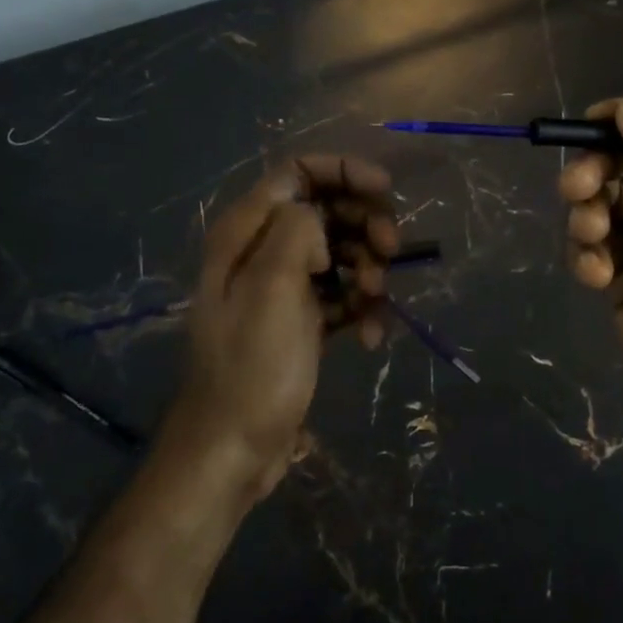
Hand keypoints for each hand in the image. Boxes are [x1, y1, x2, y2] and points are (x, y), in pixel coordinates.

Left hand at [175, 155, 398, 497]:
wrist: (233, 451)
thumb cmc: (251, 368)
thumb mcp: (271, 289)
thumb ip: (296, 231)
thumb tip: (319, 221)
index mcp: (246, 231)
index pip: (297, 172)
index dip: (343, 171)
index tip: (384, 189)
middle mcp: (264, 249)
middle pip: (327, 209)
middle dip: (365, 224)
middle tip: (390, 252)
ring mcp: (284, 285)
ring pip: (341, 251)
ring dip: (368, 269)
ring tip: (375, 302)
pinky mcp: (302, 319)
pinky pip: (343, 294)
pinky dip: (361, 309)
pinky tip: (370, 339)